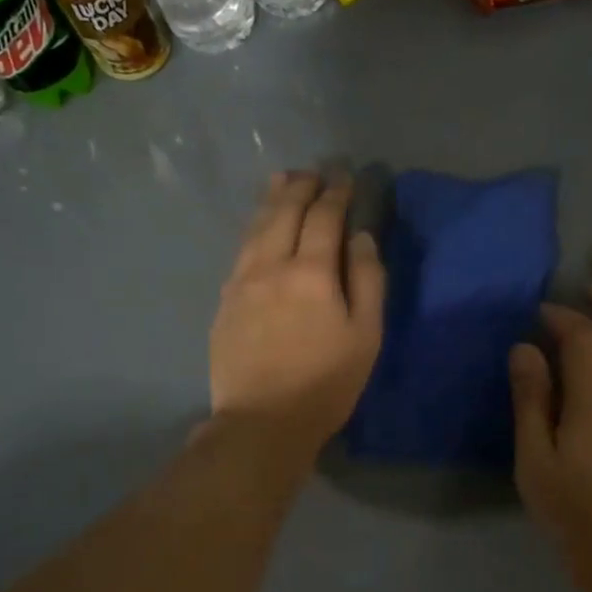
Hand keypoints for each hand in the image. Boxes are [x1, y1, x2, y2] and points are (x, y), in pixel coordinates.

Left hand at [208, 171, 384, 458]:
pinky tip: (258, 226)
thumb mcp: (365, 335)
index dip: (336, 192)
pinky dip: (253, 227)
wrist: (262, 421)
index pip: (324, 217)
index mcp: (311, 272)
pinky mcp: (225, 300)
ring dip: (272, 199)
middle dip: (302, 186)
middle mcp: (271, 265)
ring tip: (282, 179)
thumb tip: (361, 238)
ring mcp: (242, 281)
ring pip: (256, 226)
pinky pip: (241, 249)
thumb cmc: (326, 383)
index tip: (344, 175)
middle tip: (314, 171)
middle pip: (285, 212)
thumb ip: (367, 280)